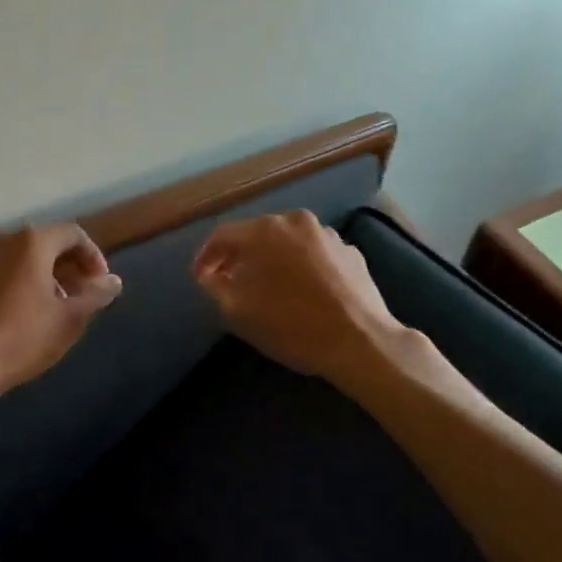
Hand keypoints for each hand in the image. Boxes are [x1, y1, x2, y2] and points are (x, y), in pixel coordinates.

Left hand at [0, 224, 122, 407]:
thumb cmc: (20, 339)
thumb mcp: (69, 319)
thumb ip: (95, 295)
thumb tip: (113, 281)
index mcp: (32, 242)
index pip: (73, 234)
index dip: (94, 257)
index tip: (101, 285)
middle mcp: (4, 240)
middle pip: (47, 243)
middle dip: (70, 266)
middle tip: (82, 296)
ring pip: (23, 257)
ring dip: (45, 275)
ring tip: (55, 308)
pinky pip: (2, 270)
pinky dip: (20, 282)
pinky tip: (24, 314)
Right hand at [192, 211, 411, 388]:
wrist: (361, 341)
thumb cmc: (292, 325)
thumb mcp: (238, 312)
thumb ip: (216, 287)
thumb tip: (210, 274)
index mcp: (263, 231)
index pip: (222, 235)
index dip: (206, 256)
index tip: (200, 277)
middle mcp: (294, 221)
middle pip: (256, 233)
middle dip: (240, 255)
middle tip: (230, 280)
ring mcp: (327, 234)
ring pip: (288, 241)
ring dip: (273, 258)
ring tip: (269, 285)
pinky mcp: (351, 251)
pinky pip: (315, 253)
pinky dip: (302, 265)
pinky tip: (304, 290)